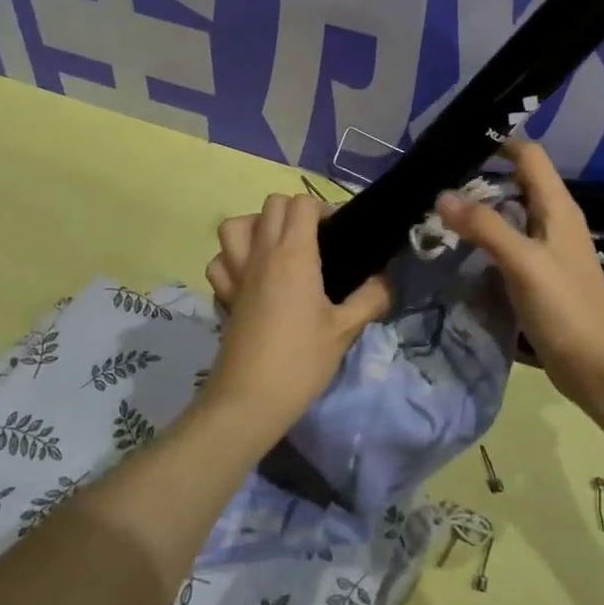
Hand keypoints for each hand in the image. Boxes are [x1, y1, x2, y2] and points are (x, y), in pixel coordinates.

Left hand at [204, 194, 390, 425]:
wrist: (249, 400)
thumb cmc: (301, 361)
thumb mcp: (346, 330)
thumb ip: (371, 298)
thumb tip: (384, 281)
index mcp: (294, 255)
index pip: (302, 204)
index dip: (323, 209)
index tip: (338, 234)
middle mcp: (262, 254)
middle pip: (272, 204)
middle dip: (295, 211)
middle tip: (316, 239)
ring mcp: (237, 273)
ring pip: (235, 225)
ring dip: (257, 226)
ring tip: (278, 247)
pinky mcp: (224, 295)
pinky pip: (220, 261)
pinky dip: (232, 259)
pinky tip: (251, 275)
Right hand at [437, 139, 603, 413]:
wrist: (598, 368)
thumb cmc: (566, 308)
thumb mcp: (523, 262)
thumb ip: (485, 226)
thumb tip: (442, 195)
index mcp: (557, 207)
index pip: (529, 155)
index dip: (498, 144)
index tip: (455, 144)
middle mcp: (554, 220)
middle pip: (516, 182)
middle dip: (479, 177)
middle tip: (434, 181)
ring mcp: (547, 249)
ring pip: (510, 214)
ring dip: (479, 210)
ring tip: (437, 212)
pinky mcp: (539, 275)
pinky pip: (508, 244)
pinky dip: (485, 239)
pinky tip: (459, 249)